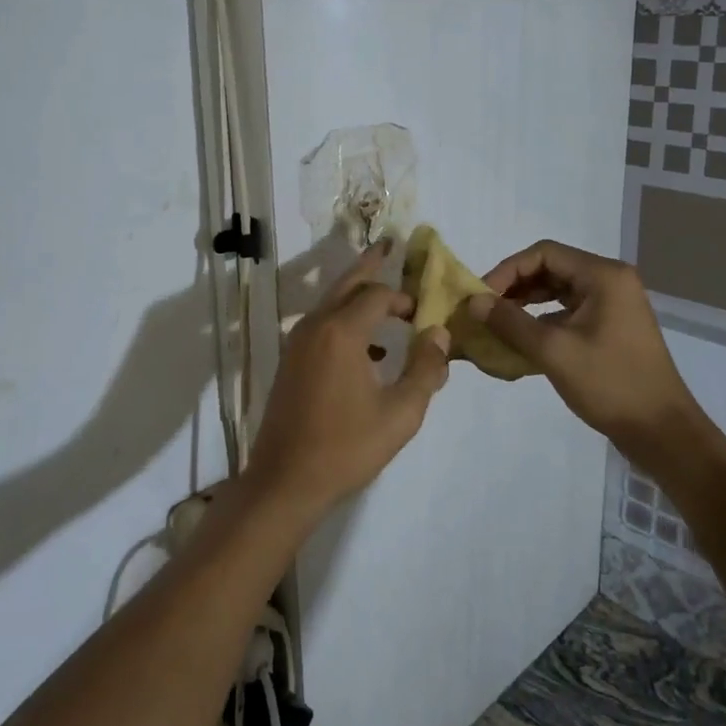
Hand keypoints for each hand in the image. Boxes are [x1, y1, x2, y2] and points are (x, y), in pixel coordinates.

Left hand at [246, 240, 450, 517]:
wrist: (286, 481)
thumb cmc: (347, 447)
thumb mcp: (400, 413)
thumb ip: (425, 369)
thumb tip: (439, 335)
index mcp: (342, 332)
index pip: (377, 295)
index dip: (404, 298)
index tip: (424, 313)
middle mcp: (315, 327)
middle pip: (347, 283)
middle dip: (371, 264)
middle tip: (390, 245)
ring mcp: (297, 343)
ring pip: (331, 302)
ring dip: (358, 296)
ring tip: (387, 303)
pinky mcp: (290, 361)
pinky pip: (321, 324)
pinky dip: (344, 320)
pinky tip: (367, 350)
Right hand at [469, 239, 706, 467]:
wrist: (661, 431)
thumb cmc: (609, 384)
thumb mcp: (553, 351)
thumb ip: (510, 322)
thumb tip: (473, 302)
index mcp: (603, 276)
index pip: (544, 253)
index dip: (508, 270)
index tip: (482, 297)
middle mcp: (611, 281)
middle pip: (551, 268)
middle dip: (515, 286)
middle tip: (485, 311)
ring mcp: (614, 304)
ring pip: (559, 290)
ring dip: (527, 303)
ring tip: (498, 324)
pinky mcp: (612, 327)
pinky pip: (570, 310)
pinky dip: (544, 319)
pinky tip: (523, 340)